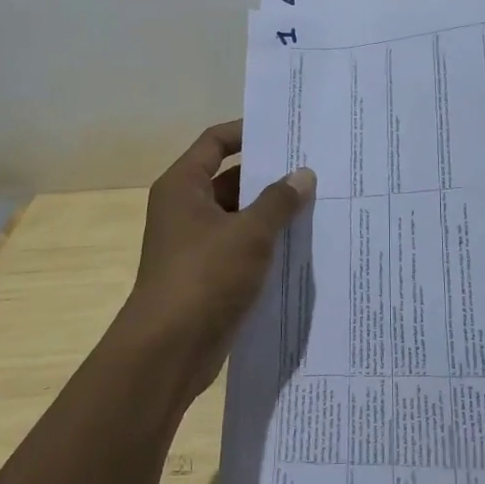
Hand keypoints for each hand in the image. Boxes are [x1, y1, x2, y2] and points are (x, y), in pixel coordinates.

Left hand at [123, 120, 315, 398]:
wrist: (167, 352)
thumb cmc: (204, 276)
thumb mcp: (249, 233)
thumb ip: (278, 200)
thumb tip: (303, 175)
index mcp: (183, 186)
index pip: (215, 142)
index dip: (247, 132)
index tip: (285, 131)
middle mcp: (184, 209)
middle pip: (230, 178)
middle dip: (268, 175)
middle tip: (312, 168)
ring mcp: (194, 244)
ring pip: (238, 216)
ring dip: (270, 213)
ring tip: (316, 203)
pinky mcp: (206, 275)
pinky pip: (240, 248)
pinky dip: (265, 244)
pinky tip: (300, 245)